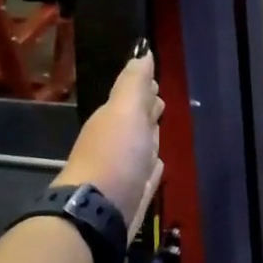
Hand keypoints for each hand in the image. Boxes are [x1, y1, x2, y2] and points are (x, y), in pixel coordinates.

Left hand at [58, 51, 163, 239]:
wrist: (101, 210)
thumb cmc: (115, 154)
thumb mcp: (126, 110)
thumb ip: (135, 82)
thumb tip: (142, 52)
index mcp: (113, 118)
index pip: (132, 97)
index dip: (144, 88)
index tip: (155, 81)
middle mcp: (116, 141)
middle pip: (136, 121)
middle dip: (148, 111)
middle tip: (160, 102)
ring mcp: (124, 168)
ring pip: (141, 145)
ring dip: (150, 136)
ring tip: (161, 128)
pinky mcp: (134, 192)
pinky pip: (146, 171)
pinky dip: (152, 165)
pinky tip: (156, 165)